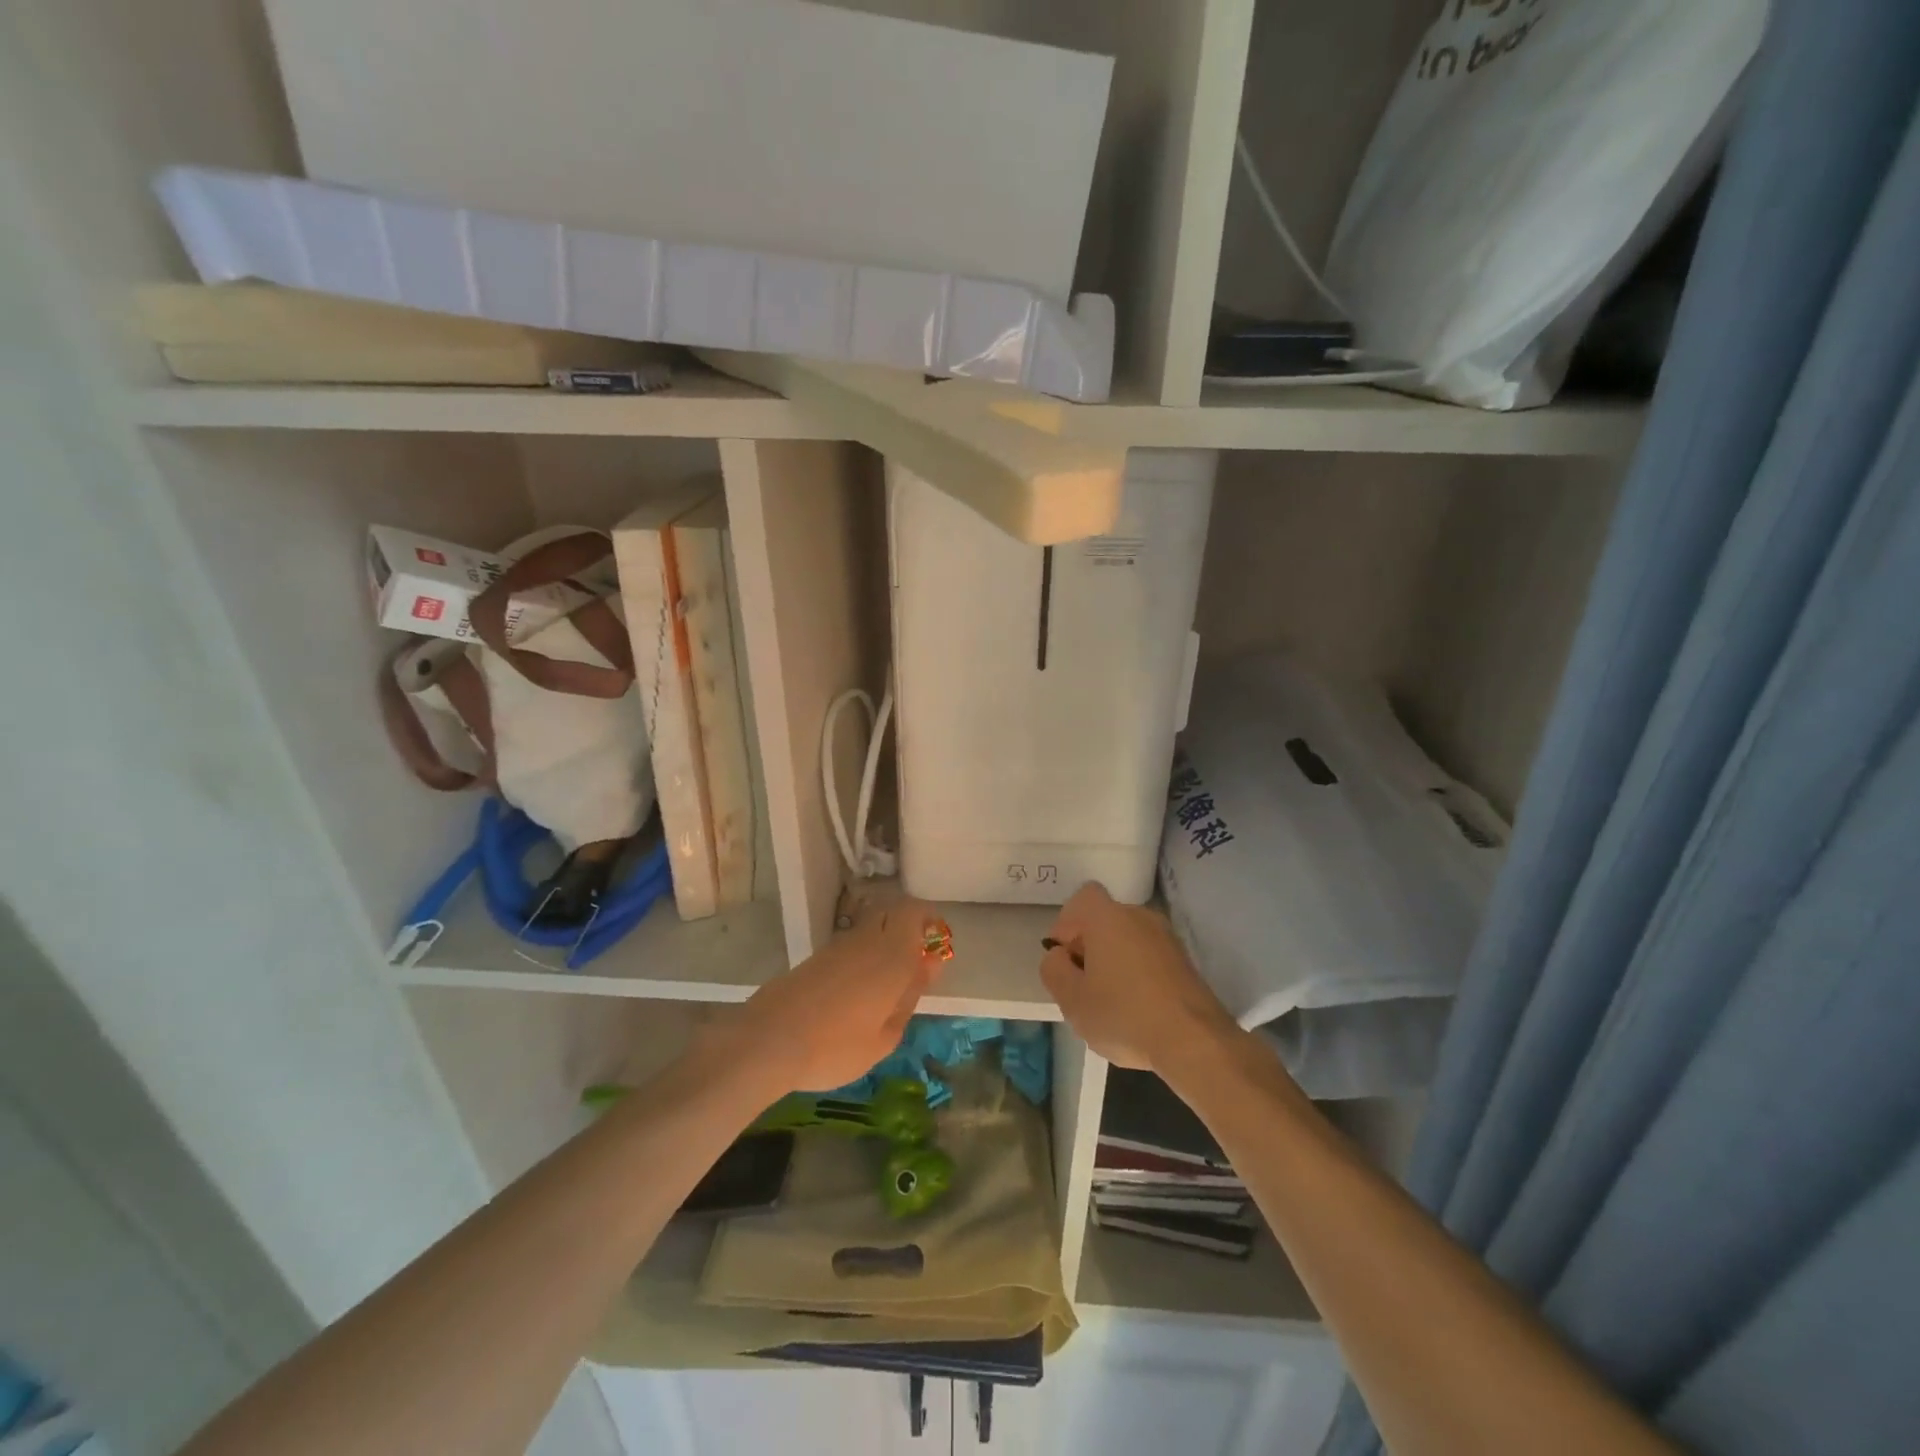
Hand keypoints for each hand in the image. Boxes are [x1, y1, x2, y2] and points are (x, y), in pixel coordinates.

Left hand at [719, 897, 946, 1093]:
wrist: (768, 1041)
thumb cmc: (835, 1046)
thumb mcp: (884, 1038)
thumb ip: (909, 998)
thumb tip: (927, 967)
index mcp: (891, 956)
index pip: (914, 912)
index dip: (928, 919)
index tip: (935, 943)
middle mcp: (866, 941)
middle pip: (891, 913)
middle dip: (907, 927)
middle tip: (913, 962)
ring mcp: (837, 946)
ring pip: (869, 928)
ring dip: (883, 943)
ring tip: (884, 986)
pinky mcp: (815, 958)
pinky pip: (850, 944)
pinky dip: (861, 956)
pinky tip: (856, 992)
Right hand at [1040, 882, 1237, 1072]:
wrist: (1195, 1042)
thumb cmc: (1124, 1015)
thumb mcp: (1072, 1000)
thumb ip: (1054, 970)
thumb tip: (1060, 956)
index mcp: (1108, 917)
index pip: (1082, 898)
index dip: (1067, 925)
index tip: (1066, 958)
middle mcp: (1140, 916)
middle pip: (1105, 920)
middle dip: (1090, 947)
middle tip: (1083, 986)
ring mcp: (1167, 938)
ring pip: (1128, 940)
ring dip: (1114, 962)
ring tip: (1110, 1003)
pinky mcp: (1185, 961)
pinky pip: (1149, 957)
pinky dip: (1138, 975)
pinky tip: (1137, 1010)